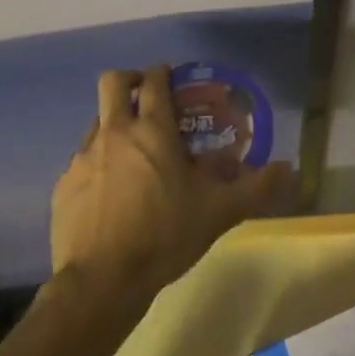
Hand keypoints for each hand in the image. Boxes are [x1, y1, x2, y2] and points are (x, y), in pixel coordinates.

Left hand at [51, 66, 292, 303]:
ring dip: (115, 125)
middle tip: (147, 97)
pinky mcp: (64, 185)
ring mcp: (84, 157)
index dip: (164, 73)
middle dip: (131, 80)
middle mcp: (115, 133)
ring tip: (134, 154)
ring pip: (97, 121)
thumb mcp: (219, 212)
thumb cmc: (164, 235)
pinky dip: (99, 163)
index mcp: (153, 130)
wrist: (101, 282)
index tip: (174, 80)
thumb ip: (256, 187)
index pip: (154, 81)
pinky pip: (83, 160)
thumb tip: (290, 170)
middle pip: (113, 82)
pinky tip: (112, 192)